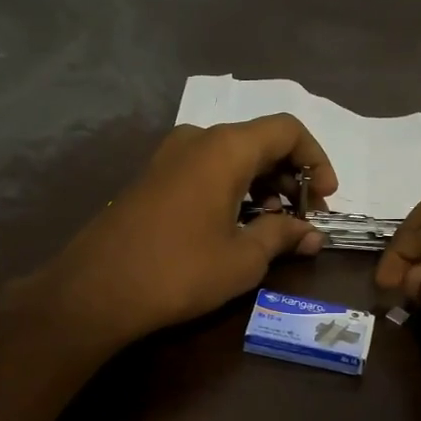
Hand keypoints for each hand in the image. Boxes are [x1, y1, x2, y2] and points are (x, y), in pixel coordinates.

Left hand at [33, 115, 338, 350]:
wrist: (95, 290)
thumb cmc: (179, 270)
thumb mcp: (243, 258)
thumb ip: (283, 236)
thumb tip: (312, 235)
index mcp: (226, 148)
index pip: (288, 130)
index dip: (316, 160)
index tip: (325, 199)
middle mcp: (198, 140)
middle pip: (261, 142)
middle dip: (291, 177)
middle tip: (303, 220)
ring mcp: (170, 156)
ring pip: (233, 157)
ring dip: (262, 186)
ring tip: (271, 229)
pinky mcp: (153, 177)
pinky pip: (207, 170)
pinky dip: (233, 190)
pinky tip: (236, 228)